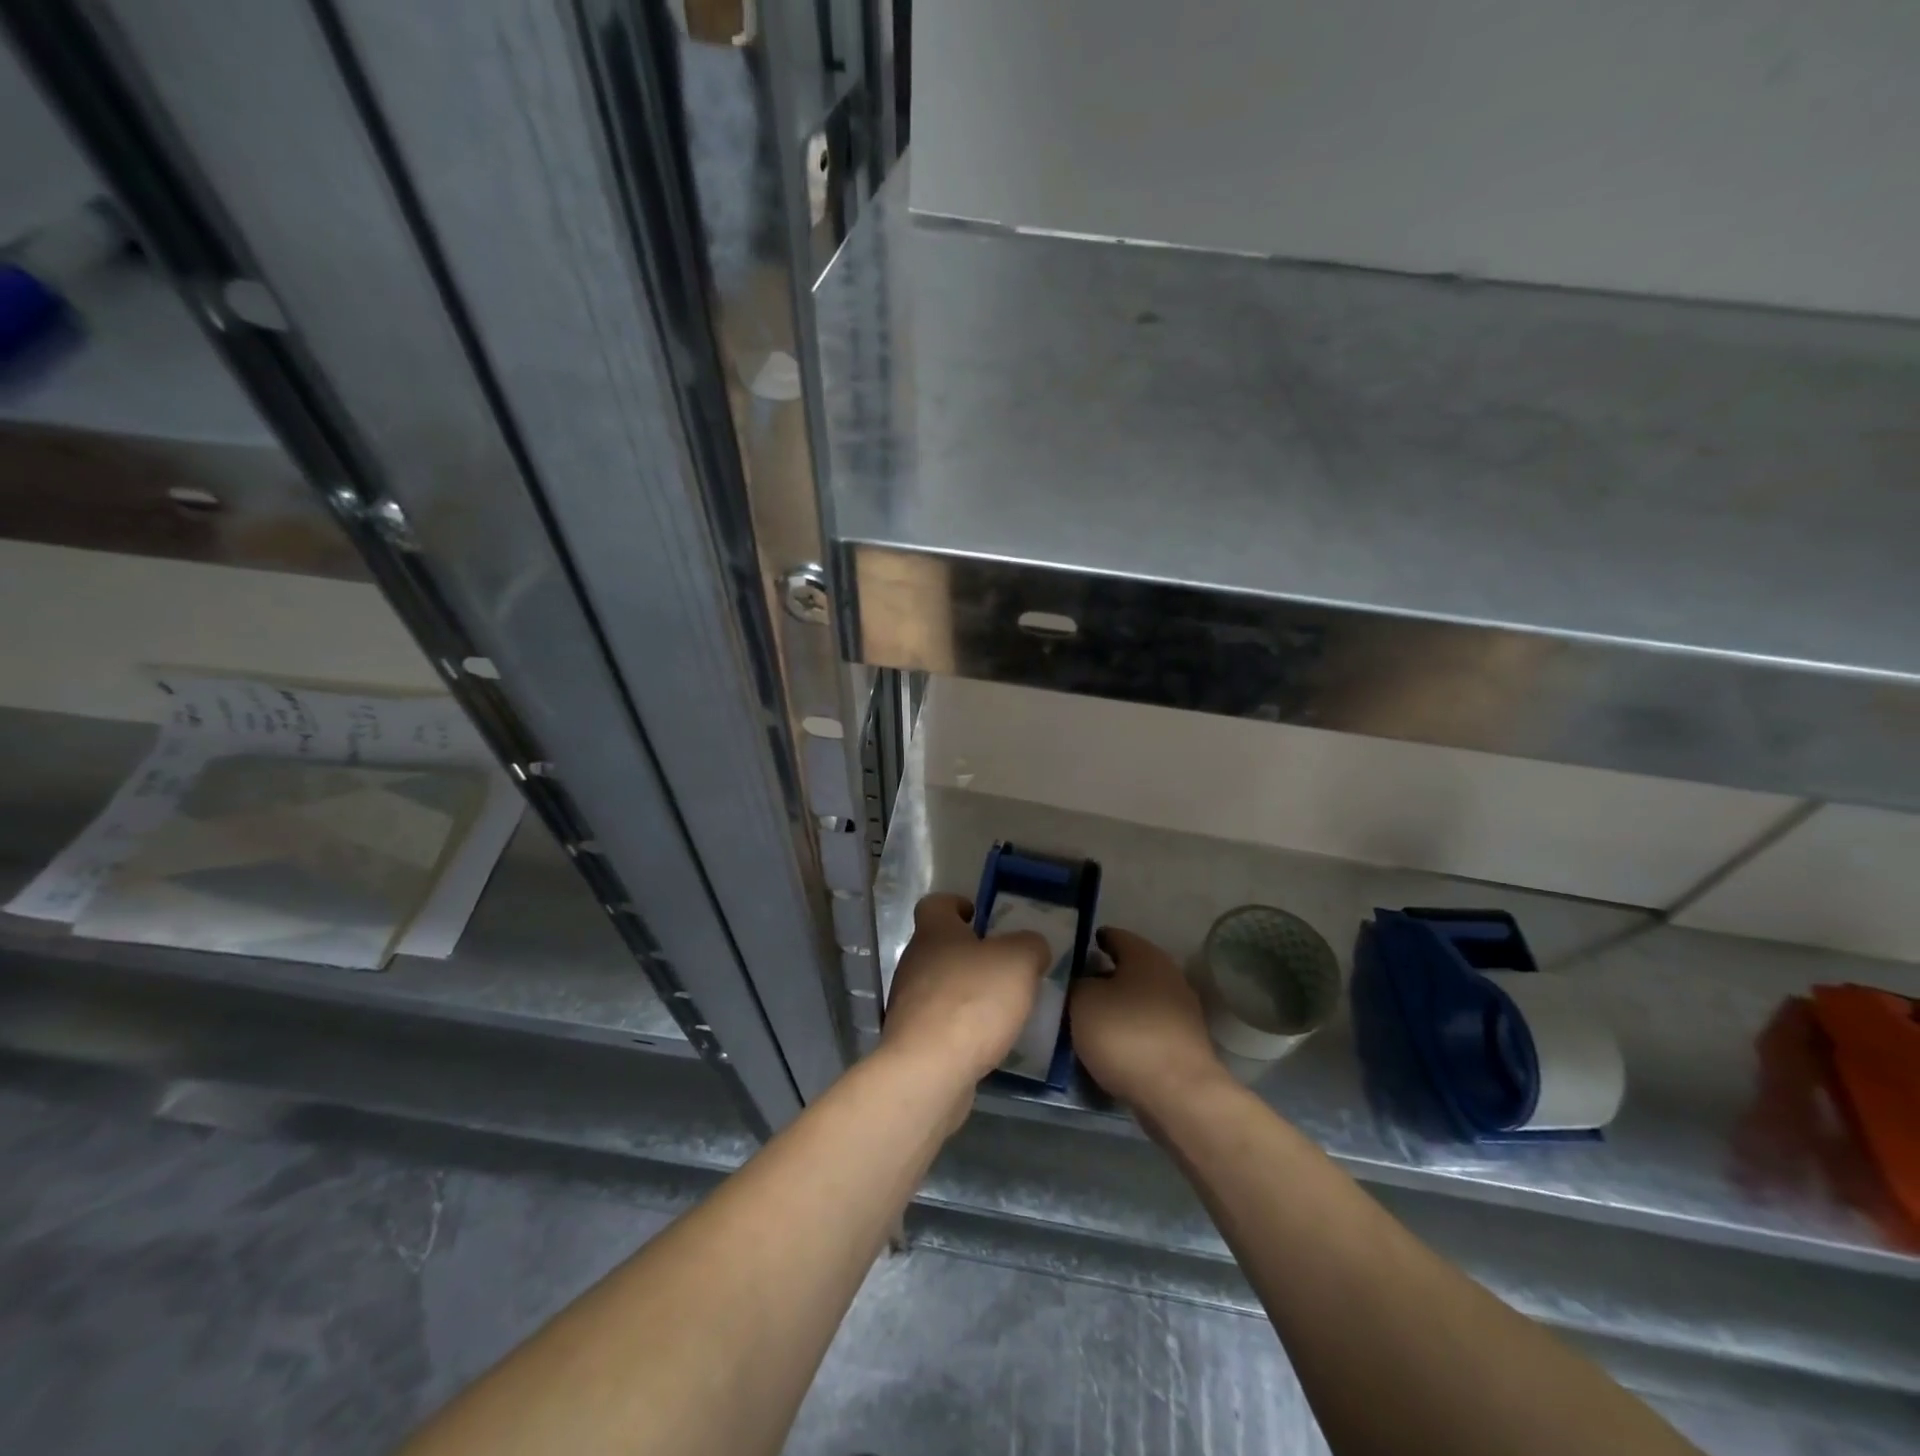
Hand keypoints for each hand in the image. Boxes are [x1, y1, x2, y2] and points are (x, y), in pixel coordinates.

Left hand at [881, 893, 1050, 1108]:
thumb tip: (1031, 947)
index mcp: (934, 932)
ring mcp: (908, 1002)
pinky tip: (984, 1041)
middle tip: (1004, 966)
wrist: (929, 1071)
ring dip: (965, 992)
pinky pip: (939, 1022)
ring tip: (1000, 1008)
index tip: (978, 916)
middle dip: (969, 954)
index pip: (935, 904)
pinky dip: (960, 1026)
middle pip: (939, 946)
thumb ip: (1030, 946)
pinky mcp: (912, 1040)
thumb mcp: (1018, 961)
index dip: (956, 904)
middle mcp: (914, 962)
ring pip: (939, 986)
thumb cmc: (973, 1001)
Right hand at [1070, 927, 1225, 1110]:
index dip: (1091, 942)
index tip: (1070, 954)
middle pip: (1129, 968)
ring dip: (1117, 1006)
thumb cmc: (1126, 1035)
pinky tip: (1112, 1045)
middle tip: (1074, 989)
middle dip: (1103, 976)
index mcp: (1145, 955)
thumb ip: (1077, 983)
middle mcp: (1169, 974)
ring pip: (1140, 999)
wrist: (1178, 1093)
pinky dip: (1131, 1031)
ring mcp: (1182, 1010)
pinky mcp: (1186, 1042)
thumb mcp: (1082, 1001)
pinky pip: (1149, 1027)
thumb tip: (1083, 982)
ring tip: (1089, 1020)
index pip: (1114, 935)